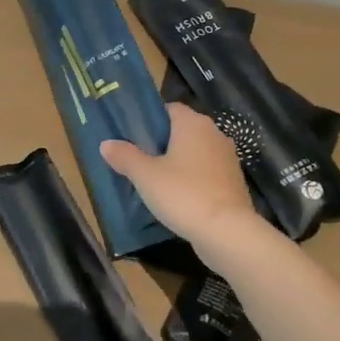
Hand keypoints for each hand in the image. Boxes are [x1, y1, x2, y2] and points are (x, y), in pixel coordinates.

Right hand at [100, 103, 258, 245]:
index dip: (149, 119)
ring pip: (195, 152)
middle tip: (137, 157)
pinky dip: (191, 178)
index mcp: (193, 124)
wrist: (227, 231)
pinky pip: (206, 172)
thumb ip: (125, 156)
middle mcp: (214, 134)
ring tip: (153, 178)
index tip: (131, 135)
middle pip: (182, 130)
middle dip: (161, 142)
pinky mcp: (233, 181)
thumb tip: (106, 144)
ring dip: (177, 161)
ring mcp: (227, 158)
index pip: (169, 108)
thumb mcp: (145, 176)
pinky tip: (176, 195)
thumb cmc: (183, 194)